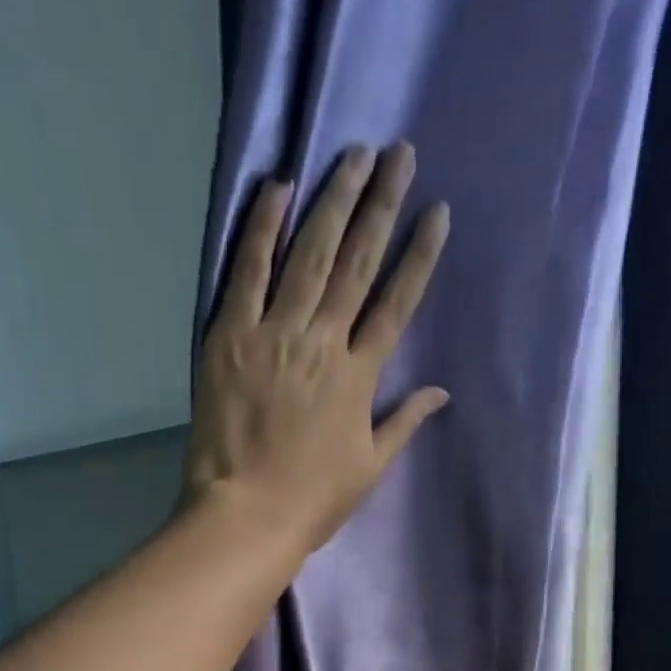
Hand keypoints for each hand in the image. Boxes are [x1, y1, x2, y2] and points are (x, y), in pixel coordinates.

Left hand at [186, 143, 450, 552]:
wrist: (247, 516)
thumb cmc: (312, 501)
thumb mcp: (368, 468)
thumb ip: (402, 423)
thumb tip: (441, 392)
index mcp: (358, 378)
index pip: (396, 305)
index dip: (419, 257)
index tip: (437, 213)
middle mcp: (321, 343)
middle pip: (356, 264)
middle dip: (380, 205)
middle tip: (398, 154)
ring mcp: (273, 334)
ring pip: (308, 255)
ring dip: (332, 200)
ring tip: (352, 154)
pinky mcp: (229, 337)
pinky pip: (247, 271)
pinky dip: (262, 227)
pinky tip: (278, 187)